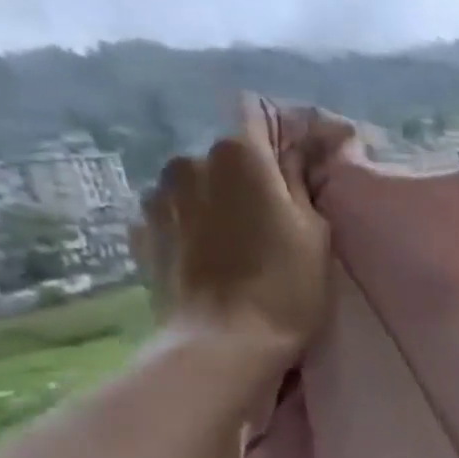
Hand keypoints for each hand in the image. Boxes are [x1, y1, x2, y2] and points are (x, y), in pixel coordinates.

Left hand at [136, 95, 350, 367]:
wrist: (223, 345)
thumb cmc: (286, 288)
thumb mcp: (317, 231)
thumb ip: (304, 178)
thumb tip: (308, 143)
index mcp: (239, 155)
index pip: (260, 112)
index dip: (288, 131)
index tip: (310, 161)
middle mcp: (190, 161)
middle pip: (231, 152)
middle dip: (256, 173)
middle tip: (283, 214)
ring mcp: (158, 197)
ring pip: (201, 182)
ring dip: (222, 199)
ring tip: (245, 240)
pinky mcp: (142, 232)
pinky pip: (178, 214)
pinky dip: (197, 224)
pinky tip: (215, 257)